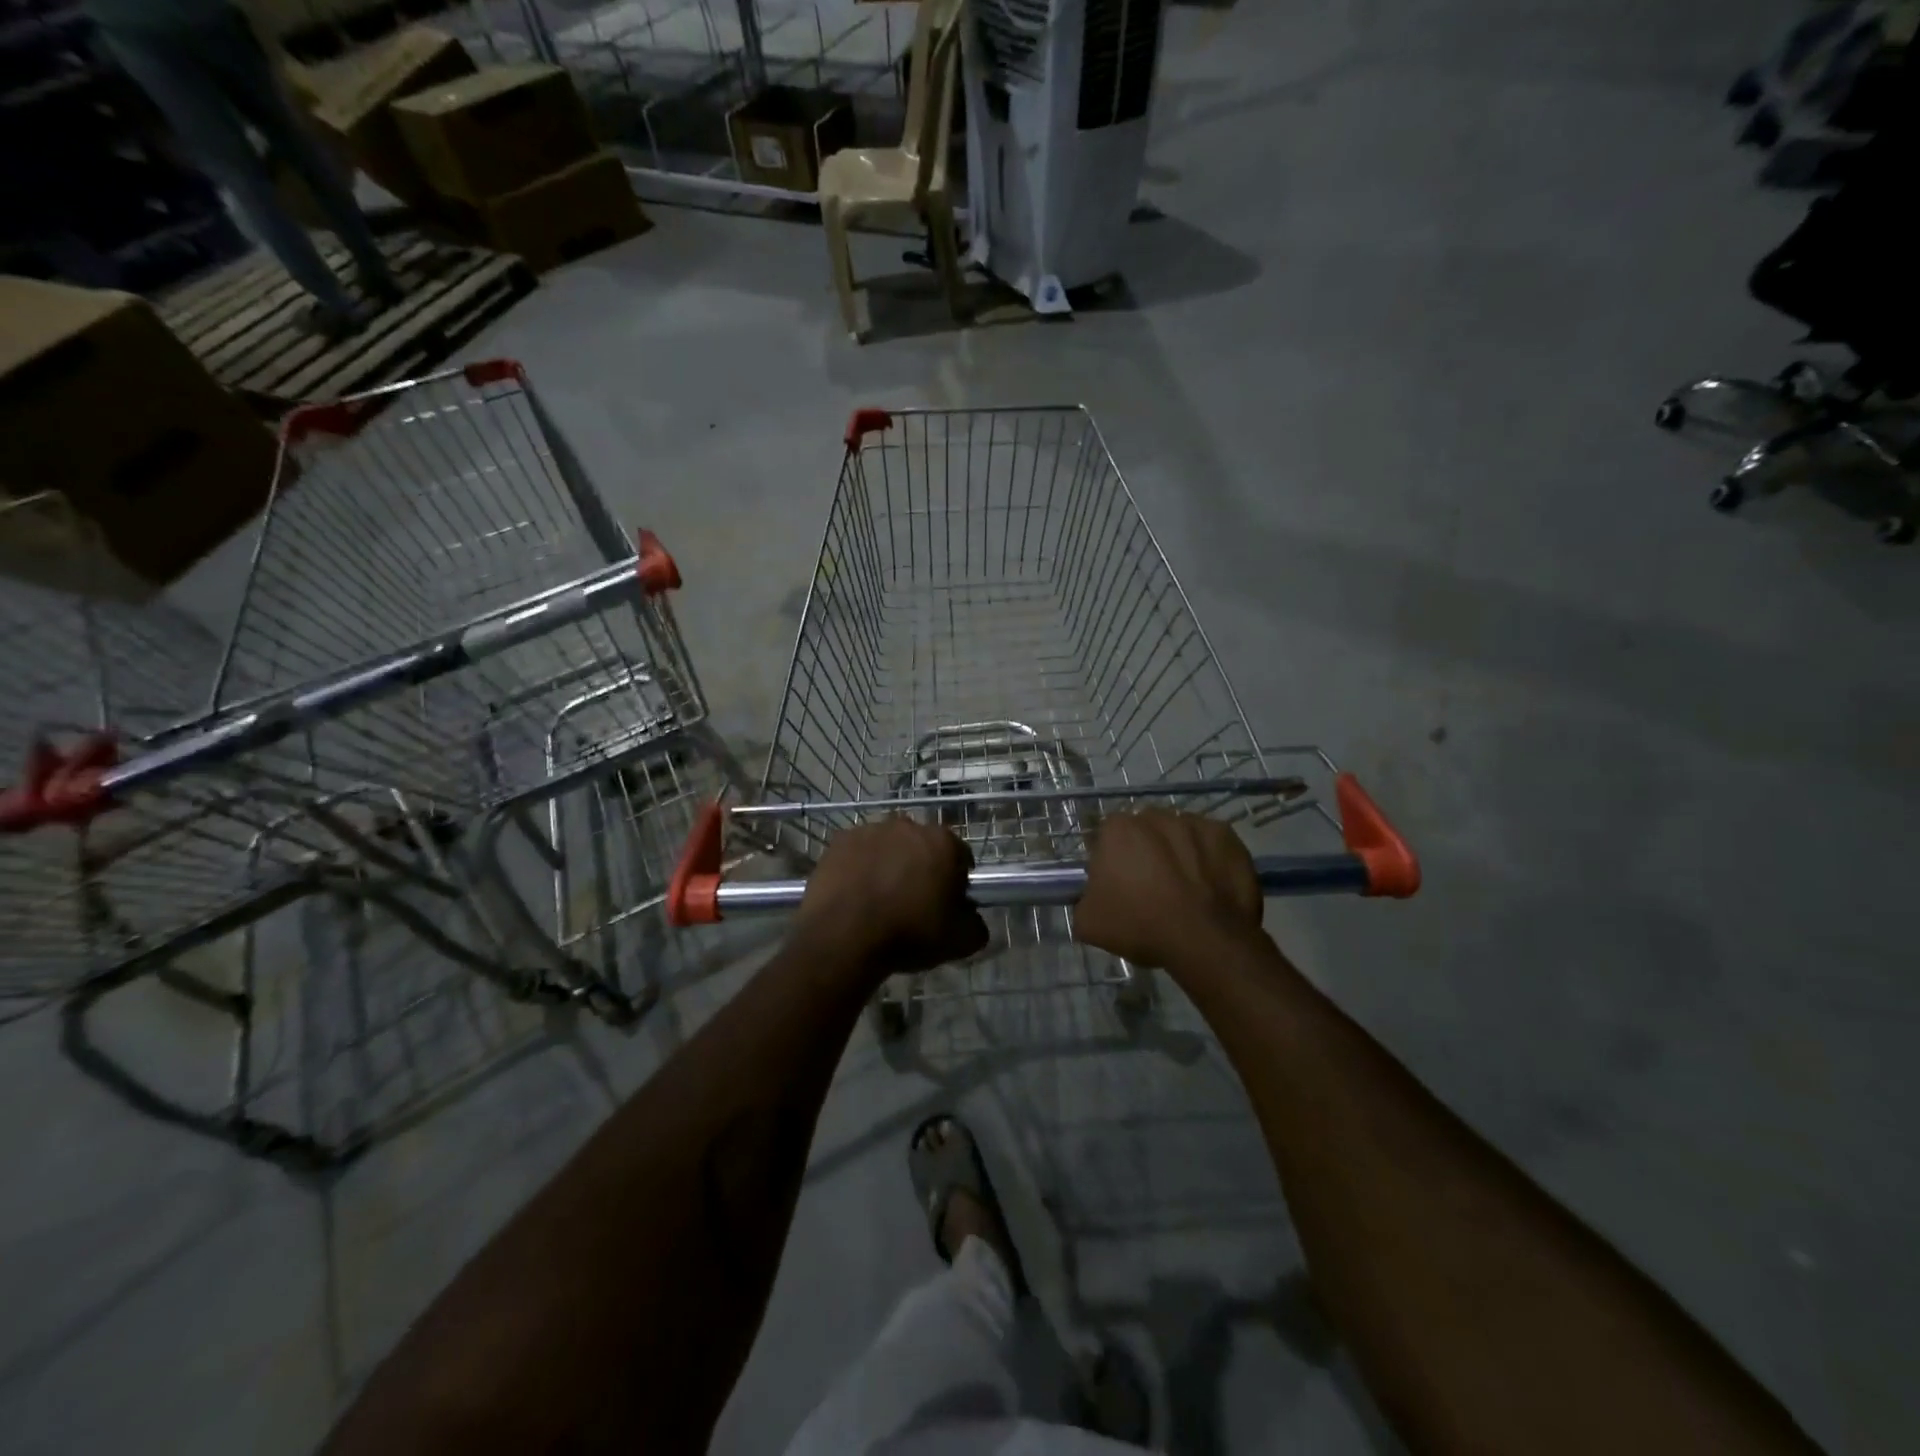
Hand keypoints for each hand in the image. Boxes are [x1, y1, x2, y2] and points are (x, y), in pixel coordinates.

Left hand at [794, 819, 987, 974]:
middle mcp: (908, 826)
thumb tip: (973, 919)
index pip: (960, 856)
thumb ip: (976, 925)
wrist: (843, 936)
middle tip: (914, 901)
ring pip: (888, 846)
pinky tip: (855, 894)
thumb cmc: (908, 933)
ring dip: (889, 864)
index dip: (957, 879)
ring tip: (880, 899)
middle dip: (921, 867)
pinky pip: (858, 853)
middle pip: (922, 846)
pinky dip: (860, 867)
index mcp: (943, 842)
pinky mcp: (839, 841)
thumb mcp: (960, 942)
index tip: (948, 903)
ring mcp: (870, 830)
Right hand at [1074, 810, 1263, 968]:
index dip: (1112, 861)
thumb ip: (1083, 899)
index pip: (1107, 838)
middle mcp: (1155, 816)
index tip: (1119, 886)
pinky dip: (1209, 859)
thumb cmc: (1140, 925)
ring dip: (1178, 852)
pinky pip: (1211, 844)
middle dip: (1145, 851)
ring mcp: (1195, 823)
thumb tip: (1092, 896)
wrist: (1205, 941)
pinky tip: (1210, 886)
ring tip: (1185, 888)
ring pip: (1179, 834)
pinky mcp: (1227, 836)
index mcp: (1118, 829)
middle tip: (1150, 887)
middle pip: (1145, 831)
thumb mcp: (1088, 922)